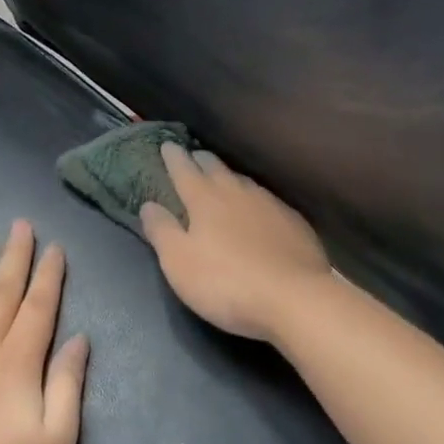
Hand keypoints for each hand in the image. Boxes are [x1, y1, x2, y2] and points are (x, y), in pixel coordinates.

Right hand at [140, 145, 331, 342]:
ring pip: (244, 182)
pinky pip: (268, 201)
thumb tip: (148, 204)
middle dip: (202, 160)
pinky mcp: (294, 223)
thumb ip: (162, 231)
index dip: (173, 157)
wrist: (293, 298)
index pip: (184, 170)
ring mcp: (270, 205)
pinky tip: (259, 210)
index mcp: (205, 200)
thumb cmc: (226, 282)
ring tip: (224, 179)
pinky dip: (255, 199)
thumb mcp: (179, 262)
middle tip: (194, 155)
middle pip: (217, 169)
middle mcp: (238, 193)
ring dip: (230, 178)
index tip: (167, 145)